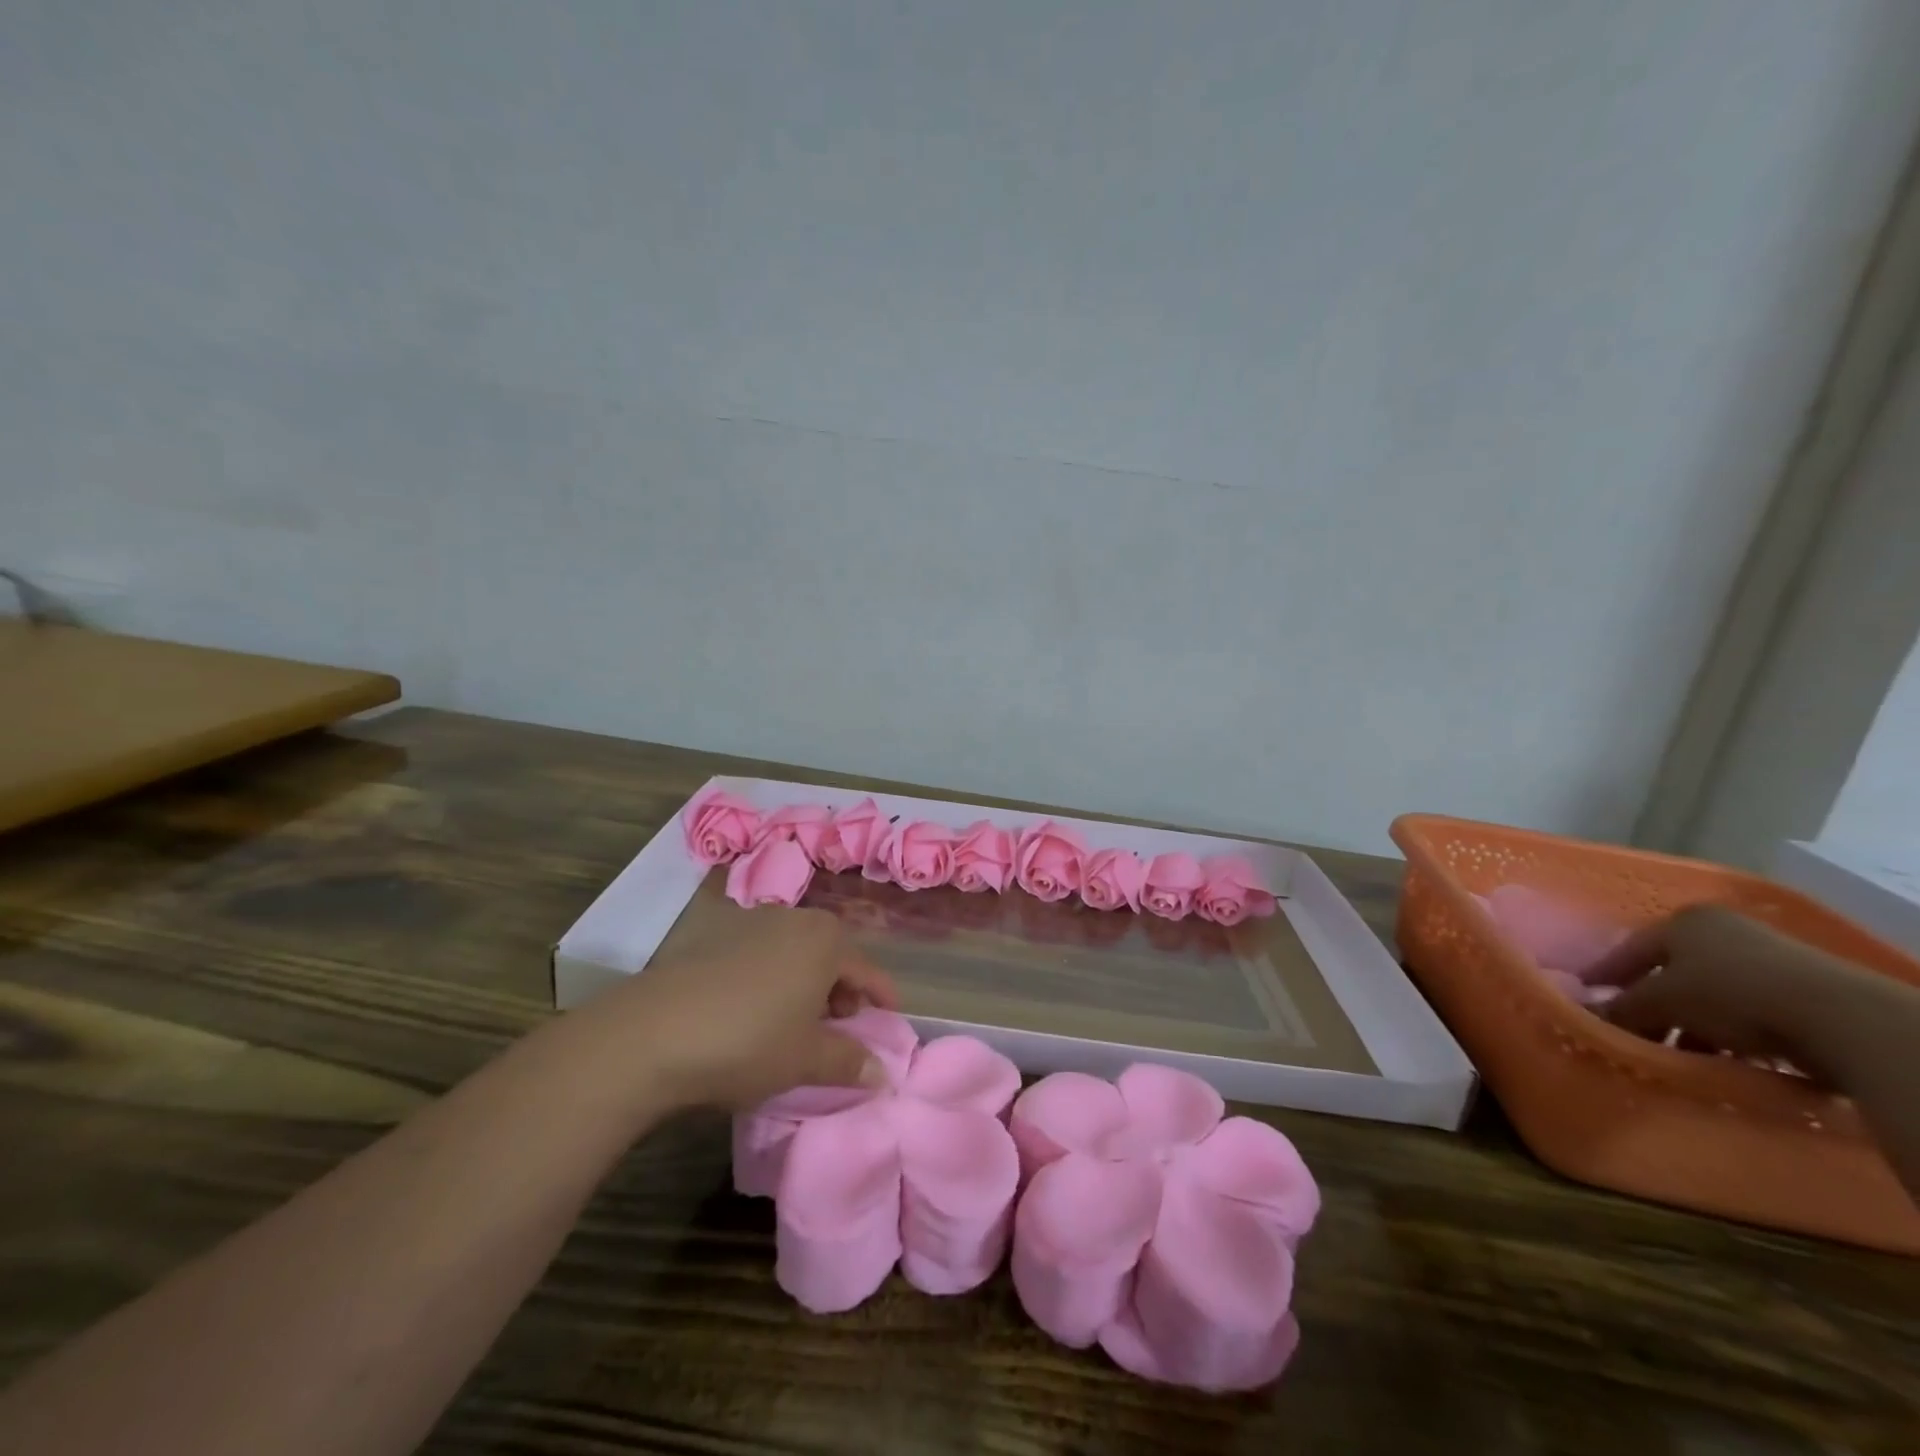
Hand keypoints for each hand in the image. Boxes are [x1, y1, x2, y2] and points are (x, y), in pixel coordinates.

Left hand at [590, 905, 898, 1111]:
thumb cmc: (749, 1041)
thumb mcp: (806, 1059)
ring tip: (798, 1023)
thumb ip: (850, 1062)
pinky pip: (762, 955)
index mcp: (825, 940)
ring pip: (795, 953)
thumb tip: (882, 1074)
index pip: (867, 970)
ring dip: (806, 984)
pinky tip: (756, 1012)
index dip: (881, 997)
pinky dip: (773, 979)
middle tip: (842, 1026)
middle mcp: (793, 920)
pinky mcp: (715, 938)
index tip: (890, 1020)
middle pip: (832, 954)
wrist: (653, 1032)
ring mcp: (751, 924)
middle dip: (842, 990)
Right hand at [1589, 904, 1874, 1078]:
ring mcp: (1768, 957)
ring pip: (1710, 993)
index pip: (1629, 949)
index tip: (1589, 998)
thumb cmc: (1731, 993)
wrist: (1842, 1019)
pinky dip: (1729, 1031)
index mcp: (1684, 921)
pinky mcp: (1804, 989)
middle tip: (1635, 1033)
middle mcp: (1723, 930)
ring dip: (1691, 1023)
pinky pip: (1747, 1009)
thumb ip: (1622, 1008)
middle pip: (1672, 972)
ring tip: (1680, 1054)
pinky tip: (1724, 1055)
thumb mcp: (1662, 1002)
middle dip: (1652, 1005)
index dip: (1606, 975)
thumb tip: (1589, 1017)